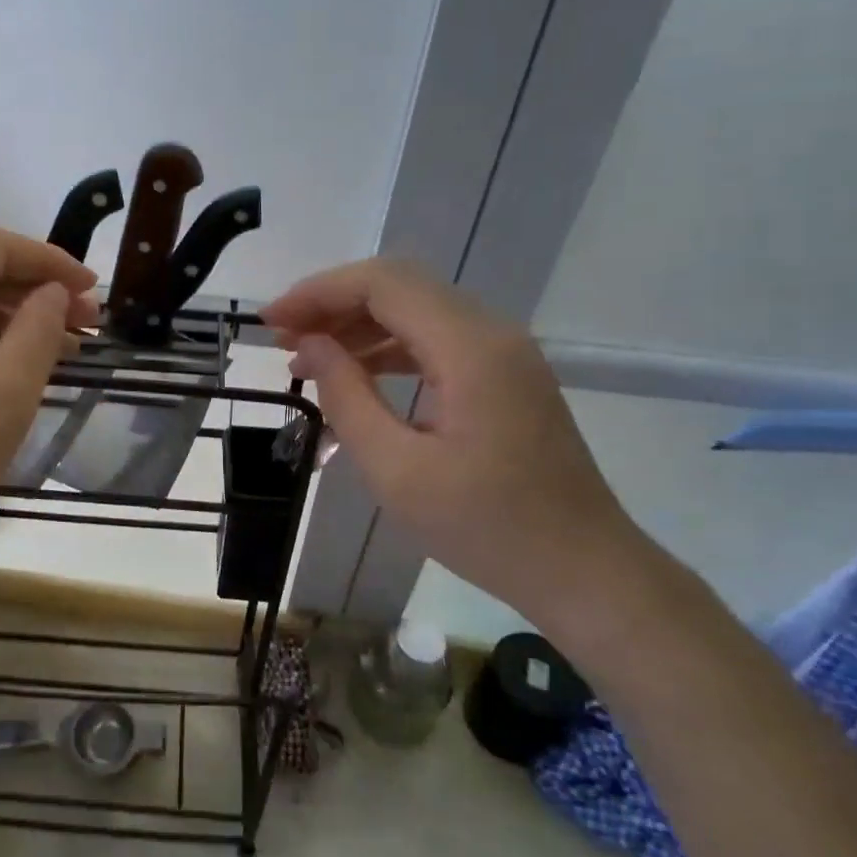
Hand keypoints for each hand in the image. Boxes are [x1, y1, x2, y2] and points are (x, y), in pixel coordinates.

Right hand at [263, 260, 655, 628]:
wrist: (585, 572)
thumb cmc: (487, 529)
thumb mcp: (397, 470)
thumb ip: (348, 398)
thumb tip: (311, 347)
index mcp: (470, 349)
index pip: (384, 284)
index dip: (319, 291)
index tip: (272, 322)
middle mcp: (492, 333)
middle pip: (399, 287)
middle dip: (333, 303)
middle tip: (282, 338)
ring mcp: (504, 353)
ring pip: (417, 310)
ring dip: (357, 324)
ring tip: (306, 357)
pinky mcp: (504, 376)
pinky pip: (435, 340)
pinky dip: (388, 347)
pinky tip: (355, 374)